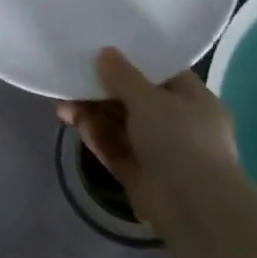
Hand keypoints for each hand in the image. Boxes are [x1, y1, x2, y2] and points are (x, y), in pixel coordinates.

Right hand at [57, 48, 232, 204]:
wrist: (192, 206)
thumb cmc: (179, 139)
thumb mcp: (149, 98)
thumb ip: (123, 75)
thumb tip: (105, 53)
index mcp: (193, 100)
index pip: (161, 73)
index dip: (132, 62)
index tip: (101, 51)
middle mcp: (178, 123)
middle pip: (134, 99)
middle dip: (101, 91)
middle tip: (72, 80)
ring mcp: (158, 150)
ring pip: (119, 125)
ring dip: (92, 113)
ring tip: (63, 105)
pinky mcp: (139, 173)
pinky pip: (114, 148)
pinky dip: (95, 135)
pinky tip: (73, 122)